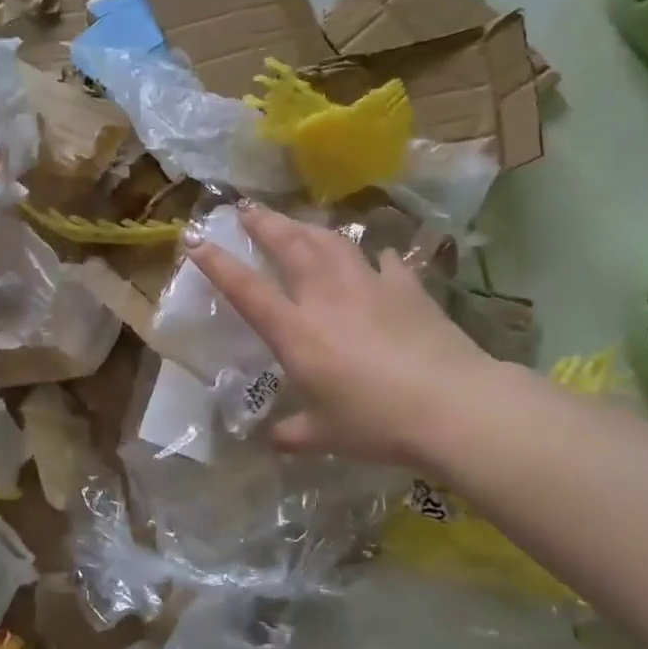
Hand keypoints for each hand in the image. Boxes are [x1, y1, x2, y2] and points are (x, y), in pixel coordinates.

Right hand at [183, 203, 498, 470]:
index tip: (196, 241)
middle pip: (289, 246)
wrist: (451, 405)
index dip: (218, 264)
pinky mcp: (406, 288)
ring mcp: (368, 286)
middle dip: (263, 223)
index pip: (247, 290)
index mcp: (296, 332)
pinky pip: (384, 263)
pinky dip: (373, 256)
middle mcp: (325, 297)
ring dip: (308, 227)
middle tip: (246, 207)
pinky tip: (375, 255)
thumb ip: (294, 434)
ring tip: (297, 221)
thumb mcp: (327, 435)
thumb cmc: (377, 422)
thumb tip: (274, 441)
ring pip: (331, 242)